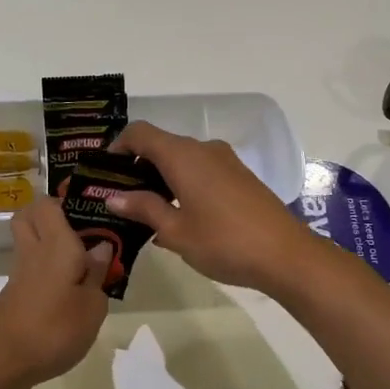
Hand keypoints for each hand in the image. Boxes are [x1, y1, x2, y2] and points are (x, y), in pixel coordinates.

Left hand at [0, 198, 113, 388]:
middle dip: (53, 214)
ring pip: (30, 240)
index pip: (49, 203)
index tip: (93, 209)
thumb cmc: (54, 330)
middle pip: (30, 215)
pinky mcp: (14, 294)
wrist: (1, 363)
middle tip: (83, 231)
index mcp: (56, 244)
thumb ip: (98, 274)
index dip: (68, 199)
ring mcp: (20, 273)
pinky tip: (69, 289)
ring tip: (84, 263)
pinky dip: (47, 269)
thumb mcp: (92, 306)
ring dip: (51, 243)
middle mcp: (34, 251)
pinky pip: (31, 266)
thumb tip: (100, 247)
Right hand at [105, 122, 324, 293]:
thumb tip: (113, 196)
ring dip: (160, 177)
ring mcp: (225, 161)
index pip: (140, 133)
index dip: (117, 147)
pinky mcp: (240, 176)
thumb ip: (143, 208)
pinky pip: (201, 170)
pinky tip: (179, 216)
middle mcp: (203, 149)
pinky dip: (182, 183)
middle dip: (136, 166)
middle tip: (119, 198)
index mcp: (182, 156)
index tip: (103, 172)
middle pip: (160, 145)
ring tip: (146, 211)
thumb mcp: (175, 231)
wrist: (286, 255)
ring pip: (182, 159)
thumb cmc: (223, 242)